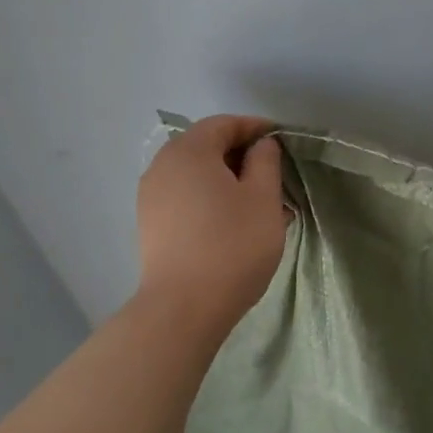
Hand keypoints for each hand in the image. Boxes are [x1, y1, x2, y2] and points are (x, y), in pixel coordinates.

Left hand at [136, 115, 288, 333]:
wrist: (184, 308)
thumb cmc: (233, 244)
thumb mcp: (263, 198)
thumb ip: (265, 161)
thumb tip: (261, 145)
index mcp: (189, 151)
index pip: (224, 124)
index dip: (255, 128)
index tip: (282, 141)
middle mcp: (163, 166)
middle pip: (206, 146)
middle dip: (241, 155)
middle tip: (273, 174)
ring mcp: (151, 196)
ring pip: (195, 174)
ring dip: (227, 179)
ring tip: (258, 202)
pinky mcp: (150, 223)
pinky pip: (185, 196)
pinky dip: (210, 197)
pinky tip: (233, 220)